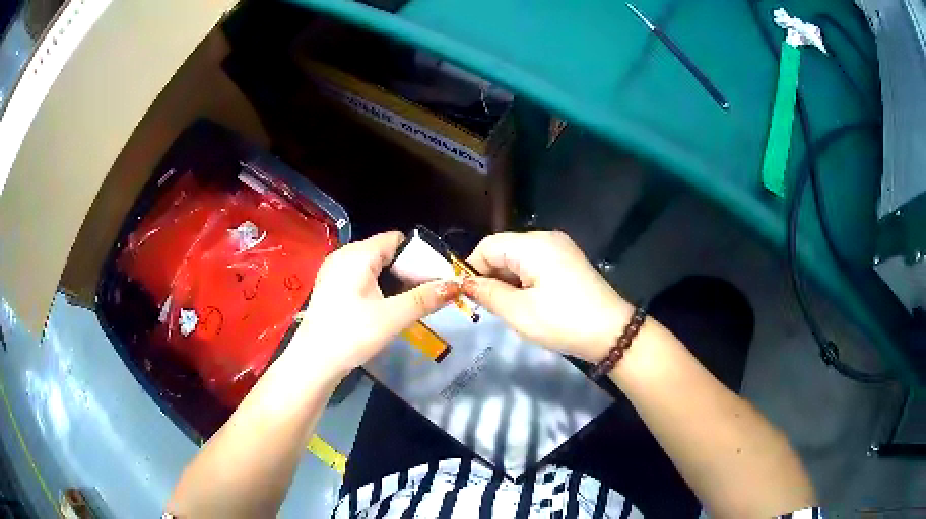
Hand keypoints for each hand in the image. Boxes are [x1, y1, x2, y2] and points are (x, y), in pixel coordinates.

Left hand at [290, 232, 459, 377]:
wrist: (313, 363)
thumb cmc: (352, 334)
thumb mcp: (393, 317)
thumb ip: (425, 299)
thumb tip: (456, 285)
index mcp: (357, 254)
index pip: (396, 240)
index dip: (419, 254)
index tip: (437, 275)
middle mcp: (343, 256)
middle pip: (385, 252)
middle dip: (409, 270)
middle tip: (429, 292)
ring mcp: (334, 272)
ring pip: (373, 267)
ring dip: (394, 281)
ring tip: (413, 301)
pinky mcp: (330, 288)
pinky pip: (360, 279)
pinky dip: (378, 287)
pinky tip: (388, 307)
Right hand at [462, 231, 632, 362]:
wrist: (612, 333)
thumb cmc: (563, 322)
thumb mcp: (518, 312)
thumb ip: (487, 293)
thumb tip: (466, 283)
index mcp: (534, 245)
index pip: (488, 246)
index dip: (472, 269)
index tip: (467, 296)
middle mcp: (547, 238)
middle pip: (504, 250)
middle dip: (491, 276)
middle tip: (487, 307)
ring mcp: (561, 248)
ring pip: (519, 258)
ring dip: (507, 280)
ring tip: (508, 308)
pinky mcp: (569, 261)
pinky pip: (535, 264)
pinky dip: (524, 281)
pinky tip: (528, 303)